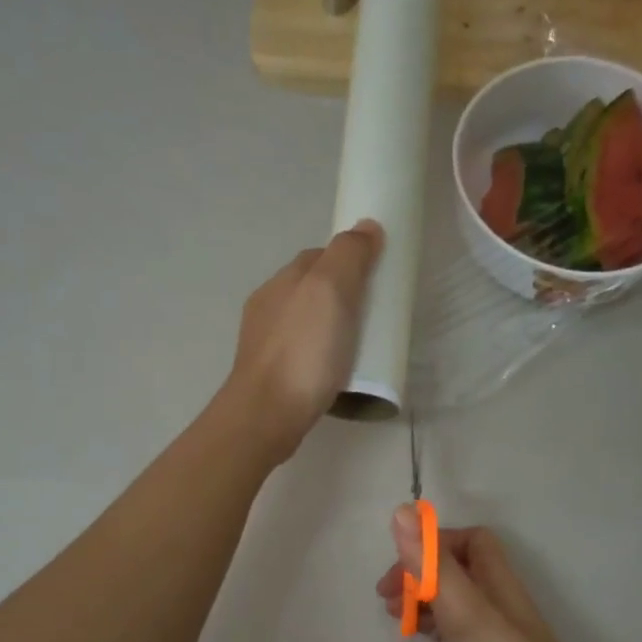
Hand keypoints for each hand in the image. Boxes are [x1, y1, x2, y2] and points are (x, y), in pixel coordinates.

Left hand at [221, 222, 381, 464]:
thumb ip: (348, 256)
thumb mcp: (331, 291)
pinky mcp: (270, 375)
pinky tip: (334, 371)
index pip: (319, 256)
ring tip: (357, 347)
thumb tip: (366, 227)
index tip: (376, 280)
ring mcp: (265, 342)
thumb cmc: (303, 351)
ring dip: (329, 327)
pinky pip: (301, 353)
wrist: (267, 414)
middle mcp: (268, 305)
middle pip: (311, 289)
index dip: (349, 261)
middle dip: (340, 296)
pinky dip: (319, 354)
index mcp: (283, 280)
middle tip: (373, 317)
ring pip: (304, 323)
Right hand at [376, 510, 602, 641]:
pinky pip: (454, 631)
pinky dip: (432, 626)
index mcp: (495, 579)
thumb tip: (403, 510)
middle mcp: (494, 600)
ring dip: (422, 599)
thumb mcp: (466, 610)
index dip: (435, 542)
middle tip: (386, 597)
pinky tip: (418, 639)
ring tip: (394, 616)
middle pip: (455, 569)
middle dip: (419, 574)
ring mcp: (491, 633)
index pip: (470, 540)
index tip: (403, 563)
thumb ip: (433, 565)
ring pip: (452, 600)